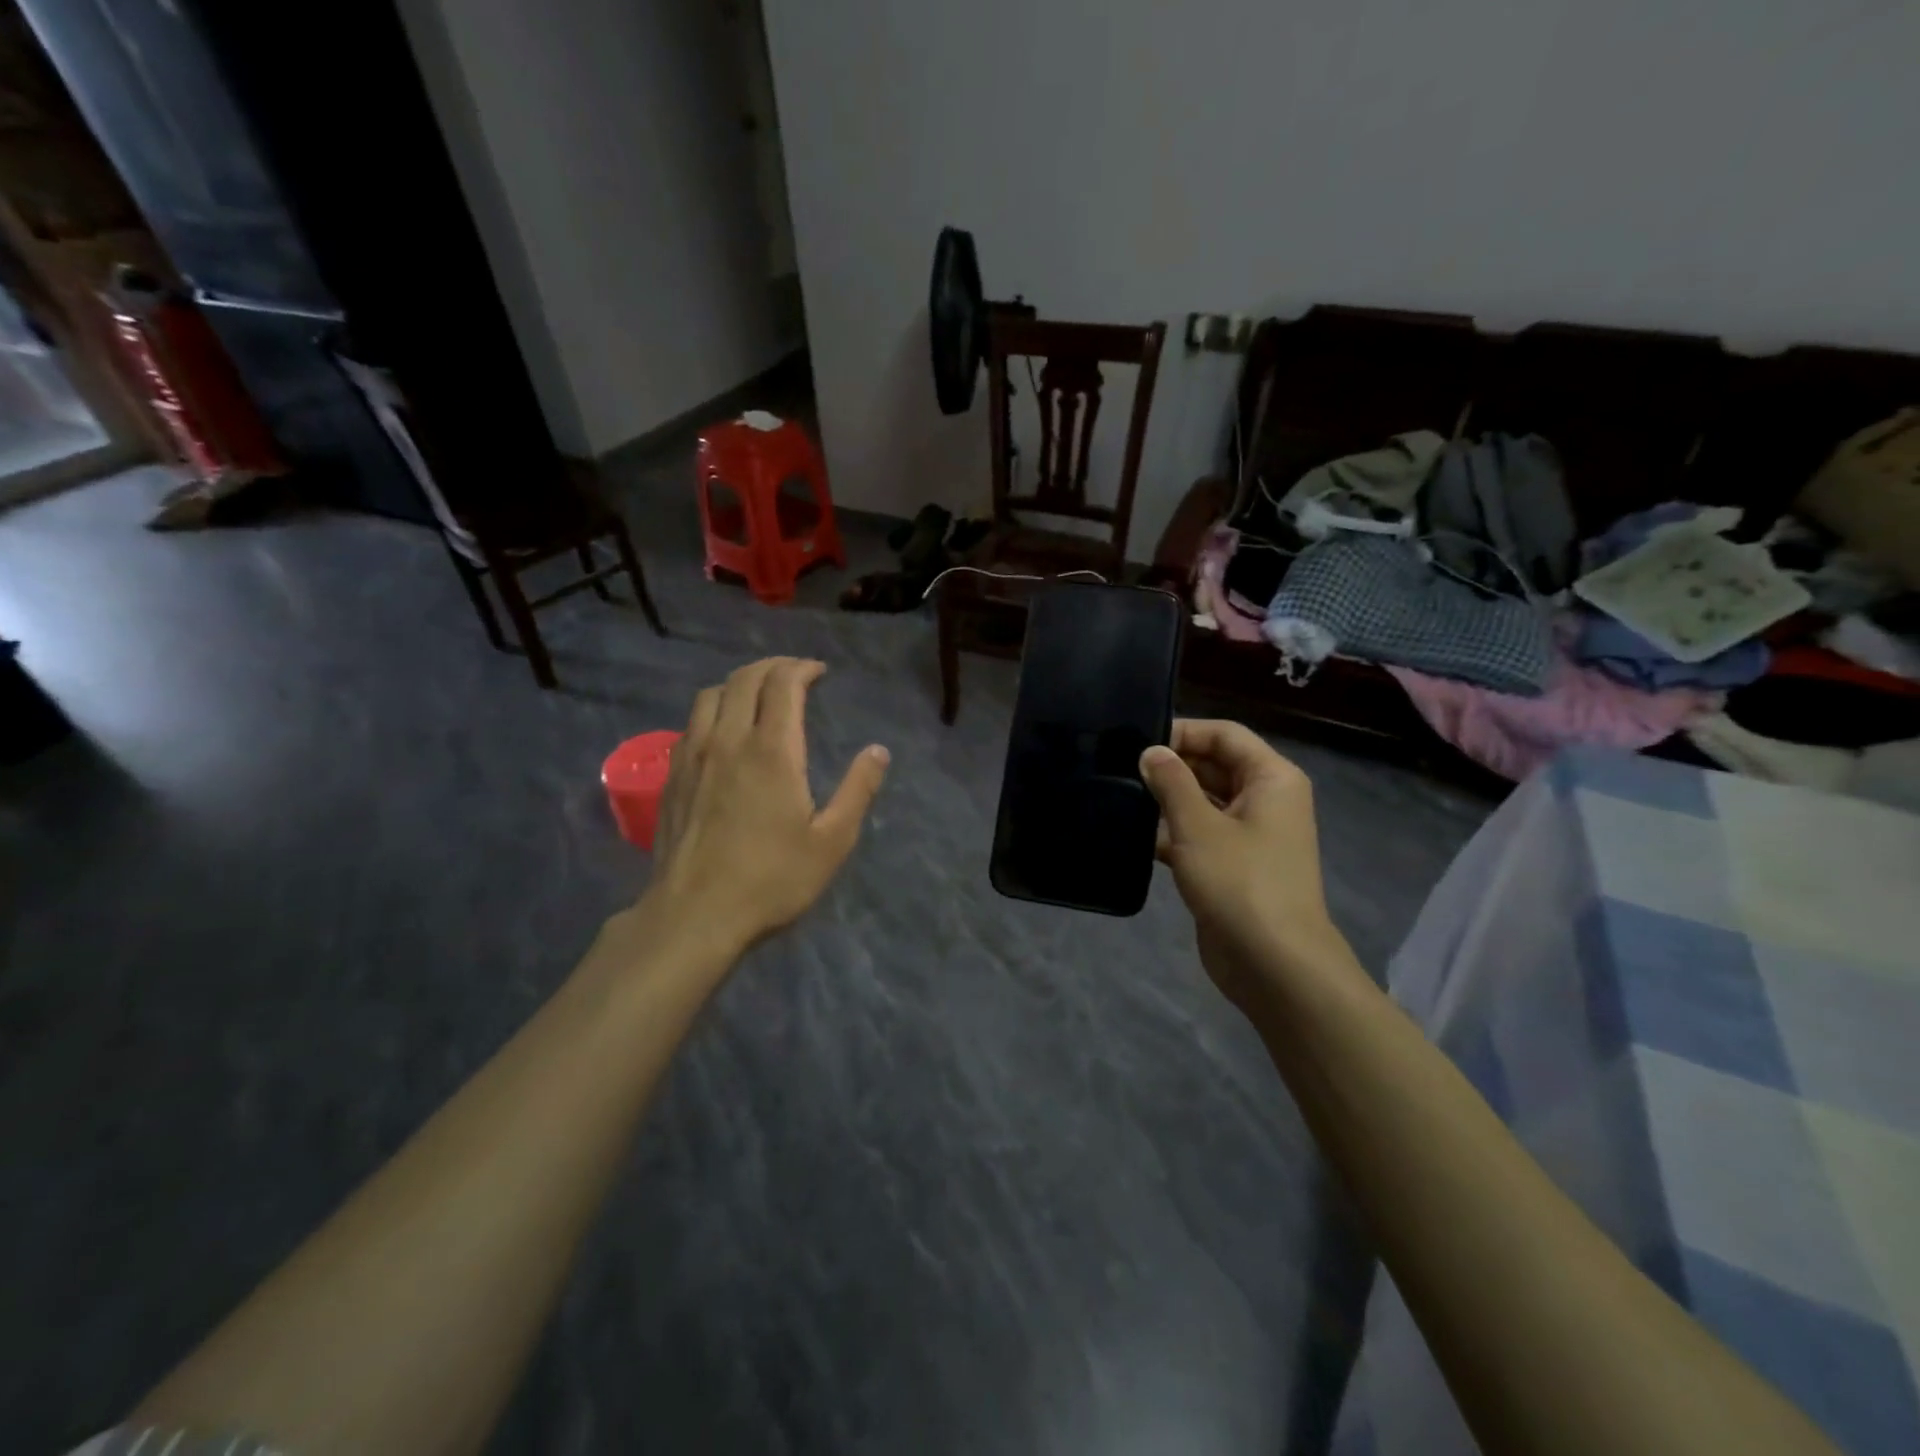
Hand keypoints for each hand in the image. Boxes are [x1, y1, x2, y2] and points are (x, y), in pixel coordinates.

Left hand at [641, 658, 888, 958]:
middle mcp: (729, 740)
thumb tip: (878, 751)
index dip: (802, 669)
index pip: (782, 684)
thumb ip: (857, 790)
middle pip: (744, 679)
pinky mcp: (672, 776)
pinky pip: (691, 722)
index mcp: (772, 750)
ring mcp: (694, 756)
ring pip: (711, 695)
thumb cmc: (771, 879)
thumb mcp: (832, 841)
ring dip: (739, 683)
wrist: (694, 914)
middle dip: (772, 667)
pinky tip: (723, 730)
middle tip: (794, 675)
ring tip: (758, 694)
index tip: (819, 673)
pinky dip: (713, 708)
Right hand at [1139, 721, 1359, 1009]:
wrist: (1273, 964)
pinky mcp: (1233, 867)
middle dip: (1171, 767)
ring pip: (1204, 802)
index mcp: (1271, 779)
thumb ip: (1171, 782)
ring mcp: (1250, 836)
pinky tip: (1135, 837)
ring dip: (1167, 801)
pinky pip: (1200, 835)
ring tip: (1120, 798)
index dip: (1183, 732)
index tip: (1137, 743)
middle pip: (1215, 766)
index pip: (1225, 735)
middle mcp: (1265, 800)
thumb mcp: (1198, 825)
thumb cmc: (1240, 882)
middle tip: (1120, 769)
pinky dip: (1172, 833)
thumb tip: (1151, 751)